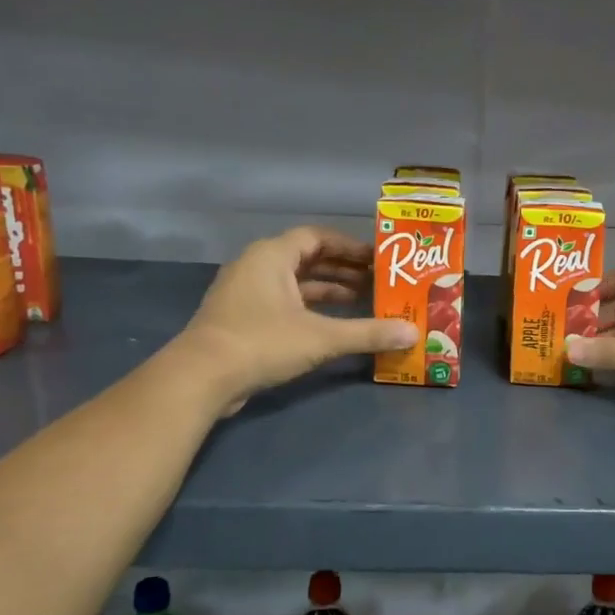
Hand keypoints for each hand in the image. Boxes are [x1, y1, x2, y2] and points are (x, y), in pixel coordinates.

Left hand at [177, 227, 416, 413]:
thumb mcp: (321, 337)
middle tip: (376, 280)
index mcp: (272, 255)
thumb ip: (368, 333)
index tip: (377, 258)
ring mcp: (245, 293)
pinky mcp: (241, 318)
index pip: (316, 237)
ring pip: (294, 282)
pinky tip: (331, 324)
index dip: (348, 246)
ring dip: (326, 290)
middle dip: (342, 269)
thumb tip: (412, 333)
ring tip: (361, 301)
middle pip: (306, 258)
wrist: (201, 377)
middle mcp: (256, 266)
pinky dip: (308, 308)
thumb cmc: (262, 342)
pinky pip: (283, 302)